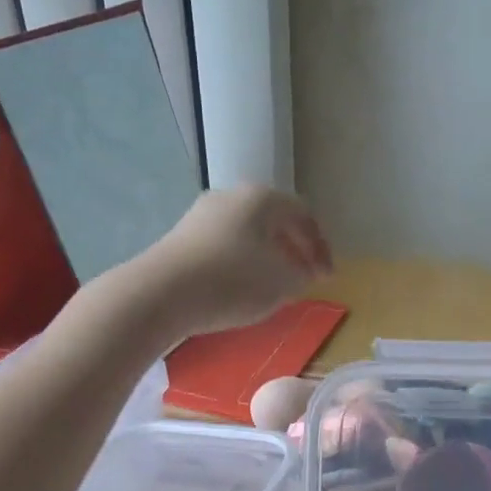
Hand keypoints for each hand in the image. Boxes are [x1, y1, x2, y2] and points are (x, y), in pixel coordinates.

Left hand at [134, 186, 332, 336]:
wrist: (161, 293)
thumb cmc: (232, 282)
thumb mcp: (281, 284)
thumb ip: (300, 276)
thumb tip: (299, 273)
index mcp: (262, 199)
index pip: (304, 216)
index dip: (321, 248)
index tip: (328, 277)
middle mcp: (232, 196)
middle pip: (274, 220)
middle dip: (294, 250)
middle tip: (305, 277)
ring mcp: (203, 215)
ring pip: (248, 233)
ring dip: (268, 257)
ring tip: (275, 286)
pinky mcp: (182, 237)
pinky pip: (225, 245)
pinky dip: (242, 263)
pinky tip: (242, 288)